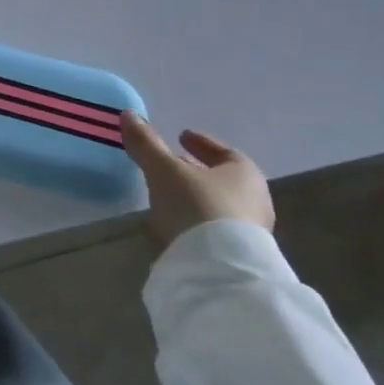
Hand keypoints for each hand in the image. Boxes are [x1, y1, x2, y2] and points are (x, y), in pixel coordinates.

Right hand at [121, 115, 274, 251]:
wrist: (220, 270)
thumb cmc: (197, 206)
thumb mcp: (164, 170)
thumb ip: (146, 143)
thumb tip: (128, 114)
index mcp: (245, 172)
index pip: (223, 151)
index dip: (200, 142)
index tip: (180, 136)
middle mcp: (254, 200)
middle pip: (221, 179)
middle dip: (195, 171)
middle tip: (171, 166)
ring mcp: (250, 232)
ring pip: (216, 205)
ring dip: (193, 198)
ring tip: (165, 196)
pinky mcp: (238, 258)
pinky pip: (213, 230)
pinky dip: (194, 222)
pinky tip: (173, 225)